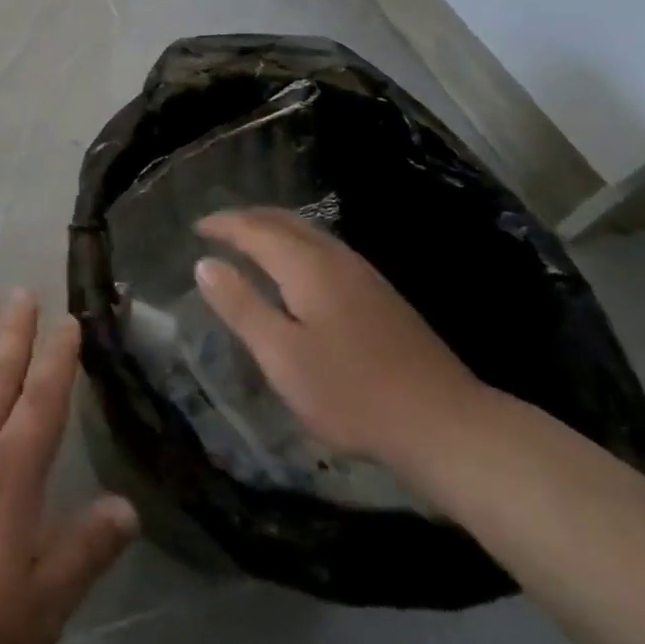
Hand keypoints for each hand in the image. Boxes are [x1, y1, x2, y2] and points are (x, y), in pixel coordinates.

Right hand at [193, 209, 485, 470]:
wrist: (448, 426)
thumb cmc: (352, 393)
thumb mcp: (282, 356)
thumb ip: (241, 306)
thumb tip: (204, 263)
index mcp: (305, 265)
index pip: (253, 228)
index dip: (222, 224)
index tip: (196, 228)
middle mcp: (334, 257)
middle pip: (283, 220)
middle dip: (247, 218)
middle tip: (218, 228)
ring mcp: (363, 273)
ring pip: (308, 232)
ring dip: (273, 228)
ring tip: (249, 242)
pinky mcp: (381, 294)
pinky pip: (324, 248)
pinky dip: (295, 244)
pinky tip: (295, 270)